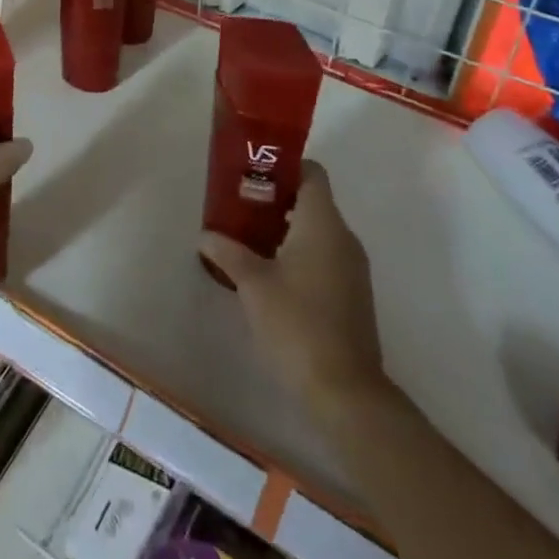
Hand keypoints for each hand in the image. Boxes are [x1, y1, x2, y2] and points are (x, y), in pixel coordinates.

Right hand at [199, 162, 385, 411]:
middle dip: (277, 200)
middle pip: (313, 201)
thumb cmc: (296, 323)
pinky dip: (301, 254)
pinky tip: (272, 276)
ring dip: (287, 229)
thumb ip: (228, 252)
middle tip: (241, 208)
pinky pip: (326, 256)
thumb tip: (206, 235)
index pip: (312, 173)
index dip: (285, 168)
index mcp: (323, 223)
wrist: (345, 390)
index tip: (254, 176)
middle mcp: (343, 237)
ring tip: (250, 240)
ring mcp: (353, 268)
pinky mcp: (353, 294)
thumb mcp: (252, 284)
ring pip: (319, 231)